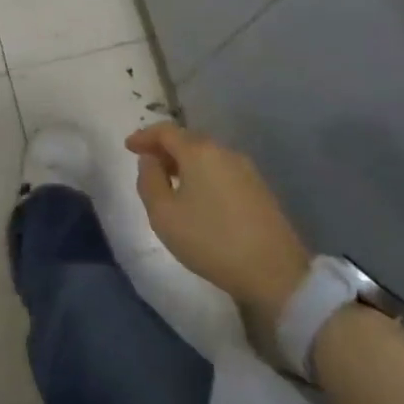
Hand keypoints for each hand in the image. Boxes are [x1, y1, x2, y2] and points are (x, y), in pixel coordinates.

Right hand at [127, 123, 310, 312]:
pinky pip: (222, 170)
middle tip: (147, 164)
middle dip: (165, 148)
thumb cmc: (210, 240)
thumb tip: (150, 160)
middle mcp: (224, 151)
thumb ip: (149, 180)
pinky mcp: (259, 189)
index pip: (166, 131)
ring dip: (185, 162)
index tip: (129, 146)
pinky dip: (203, 174)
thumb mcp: (164, 214)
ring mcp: (246, 170)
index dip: (145, 136)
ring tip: (170, 181)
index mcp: (199, 151)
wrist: (274, 272)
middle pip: (188, 139)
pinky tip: (198, 196)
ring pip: (207, 155)